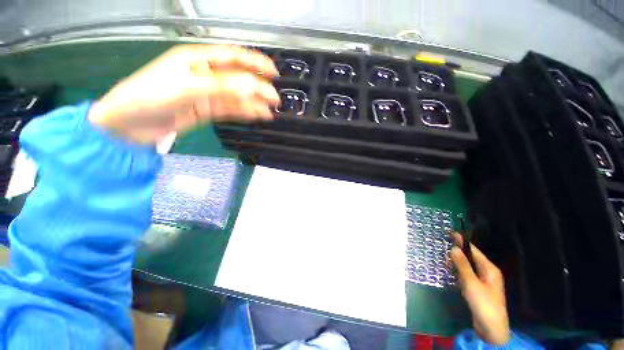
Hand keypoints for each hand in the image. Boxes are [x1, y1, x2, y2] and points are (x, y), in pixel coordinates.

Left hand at [89, 44, 279, 143]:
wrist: (131, 125)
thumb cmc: (150, 96)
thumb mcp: (188, 87)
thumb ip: (222, 86)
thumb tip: (252, 86)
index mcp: (198, 60)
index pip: (233, 56)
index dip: (255, 62)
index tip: (273, 72)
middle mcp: (206, 75)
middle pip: (239, 79)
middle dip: (258, 87)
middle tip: (275, 98)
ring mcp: (208, 94)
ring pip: (238, 97)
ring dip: (255, 103)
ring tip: (271, 110)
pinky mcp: (209, 110)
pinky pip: (232, 109)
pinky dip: (246, 112)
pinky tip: (258, 115)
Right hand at [450, 233, 510, 344]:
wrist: (492, 328)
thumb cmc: (483, 303)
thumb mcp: (471, 283)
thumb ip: (462, 265)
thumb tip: (453, 248)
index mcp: (489, 269)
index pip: (473, 250)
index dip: (462, 241)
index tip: (450, 232)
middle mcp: (488, 273)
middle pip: (471, 257)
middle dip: (459, 251)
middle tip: (444, 244)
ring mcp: (484, 282)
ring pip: (469, 266)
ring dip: (458, 261)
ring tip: (444, 255)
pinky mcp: (479, 289)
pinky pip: (468, 275)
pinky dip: (459, 271)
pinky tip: (452, 271)